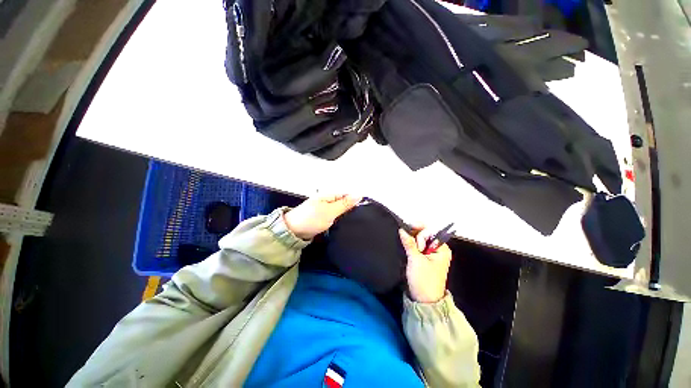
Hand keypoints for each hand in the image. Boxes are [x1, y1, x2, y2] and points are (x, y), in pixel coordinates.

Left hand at [284, 194, 361, 239]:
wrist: (294, 231)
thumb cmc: (311, 219)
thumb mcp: (330, 211)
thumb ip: (345, 204)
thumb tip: (359, 194)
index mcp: (329, 195)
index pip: (348, 195)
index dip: (356, 201)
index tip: (364, 210)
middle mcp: (328, 200)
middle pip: (345, 202)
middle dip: (352, 209)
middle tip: (361, 218)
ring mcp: (325, 209)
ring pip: (341, 210)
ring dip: (346, 215)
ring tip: (356, 221)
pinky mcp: (323, 217)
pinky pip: (335, 216)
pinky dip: (340, 219)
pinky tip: (345, 224)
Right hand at [399, 227, 451, 302]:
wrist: (424, 301)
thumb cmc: (424, 280)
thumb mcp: (415, 260)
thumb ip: (409, 243)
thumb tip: (402, 229)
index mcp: (442, 249)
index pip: (431, 231)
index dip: (419, 228)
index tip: (407, 227)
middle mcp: (438, 250)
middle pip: (425, 234)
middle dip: (414, 235)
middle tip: (407, 241)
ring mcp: (431, 254)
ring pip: (419, 240)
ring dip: (411, 240)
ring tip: (404, 243)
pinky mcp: (424, 259)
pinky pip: (417, 247)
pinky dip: (411, 245)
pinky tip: (405, 245)